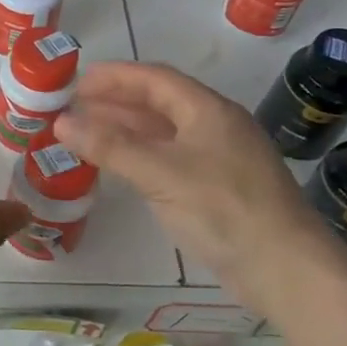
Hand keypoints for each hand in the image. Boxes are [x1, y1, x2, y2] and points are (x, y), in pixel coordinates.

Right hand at [52, 61, 334, 279]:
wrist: (285, 269)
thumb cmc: (223, 209)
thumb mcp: (160, 172)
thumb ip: (109, 146)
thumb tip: (60, 122)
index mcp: (208, 110)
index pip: (154, 79)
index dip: (114, 76)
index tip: (74, 82)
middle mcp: (214, 127)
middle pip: (157, 103)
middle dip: (114, 102)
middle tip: (71, 109)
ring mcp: (217, 159)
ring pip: (162, 132)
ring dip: (123, 130)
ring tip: (84, 134)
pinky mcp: (216, 188)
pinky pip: (167, 158)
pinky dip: (137, 155)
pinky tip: (117, 166)